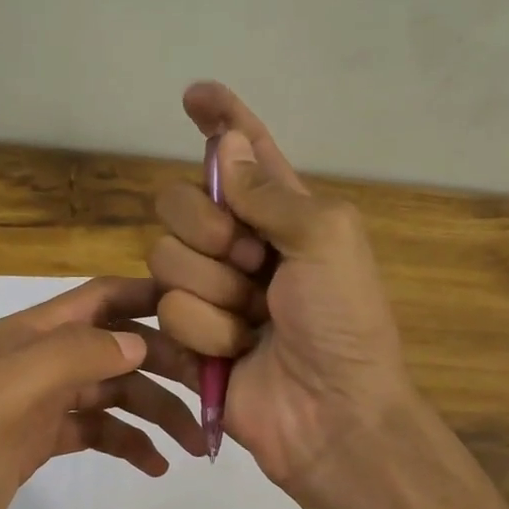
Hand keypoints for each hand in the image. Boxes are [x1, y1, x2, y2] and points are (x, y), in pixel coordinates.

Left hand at [0, 276, 205, 508]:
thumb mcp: (9, 396)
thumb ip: (72, 356)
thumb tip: (138, 343)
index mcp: (26, 336)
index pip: (99, 298)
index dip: (148, 297)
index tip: (203, 311)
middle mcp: (37, 361)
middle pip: (116, 348)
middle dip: (165, 365)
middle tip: (213, 392)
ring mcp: (40, 403)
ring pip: (114, 392)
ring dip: (156, 411)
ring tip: (194, 443)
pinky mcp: (42, 442)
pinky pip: (99, 429)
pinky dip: (129, 441)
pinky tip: (155, 466)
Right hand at [150, 82, 412, 493]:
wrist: (330, 413)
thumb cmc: (343, 321)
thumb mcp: (325, 239)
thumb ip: (270, 191)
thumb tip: (228, 143)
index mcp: (282, 211)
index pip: (243, 152)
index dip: (221, 119)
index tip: (194, 96)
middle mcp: (240, 243)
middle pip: (179, 202)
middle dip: (210, 230)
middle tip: (251, 263)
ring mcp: (210, 289)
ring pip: (165, 257)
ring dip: (215, 292)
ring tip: (254, 322)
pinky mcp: (188, 333)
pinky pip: (167, 308)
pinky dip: (206, 332)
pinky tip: (236, 352)